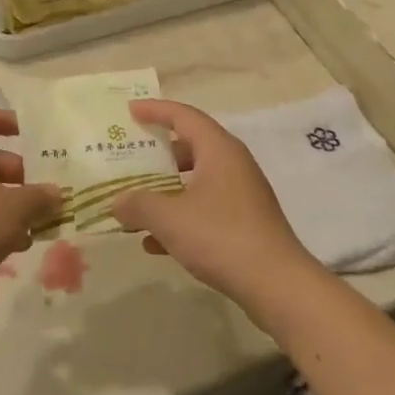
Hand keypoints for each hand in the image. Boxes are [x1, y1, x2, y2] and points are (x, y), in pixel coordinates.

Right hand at [114, 101, 322, 318]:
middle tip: (130, 158)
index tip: (130, 111)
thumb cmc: (221, 237)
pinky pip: (205, 209)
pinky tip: (153, 244)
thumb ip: (138, 205)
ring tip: (135, 204)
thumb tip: (118, 202)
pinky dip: (180, 218)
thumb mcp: (169, 218)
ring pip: (196, 181)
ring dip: (165, 191)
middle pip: (190, 147)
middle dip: (158, 154)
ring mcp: (242, 195)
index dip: (155, 110)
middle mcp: (233, 165)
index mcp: (219, 150)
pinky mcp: (245, 224)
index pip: (183, 116)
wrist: (277, 285)